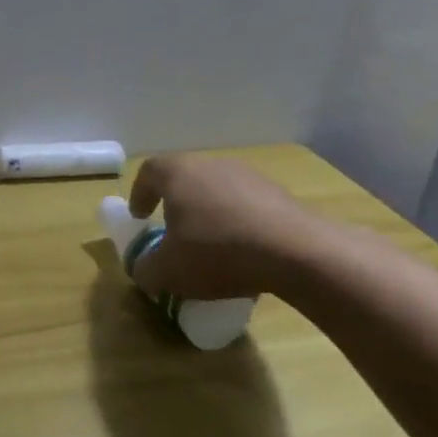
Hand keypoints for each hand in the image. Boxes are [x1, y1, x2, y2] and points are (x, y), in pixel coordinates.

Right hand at [126, 155, 325, 299]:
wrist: (297, 252)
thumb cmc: (218, 252)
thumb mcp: (168, 271)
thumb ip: (146, 270)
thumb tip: (143, 270)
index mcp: (178, 173)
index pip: (149, 172)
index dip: (140, 194)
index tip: (140, 218)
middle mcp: (212, 165)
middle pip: (185, 179)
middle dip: (176, 205)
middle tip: (173, 233)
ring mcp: (249, 176)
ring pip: (218, 191)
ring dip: (210, 214)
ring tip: (212, 247)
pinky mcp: (280, 194)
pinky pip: (247, 206)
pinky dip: (239, 224)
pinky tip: (245, 254)